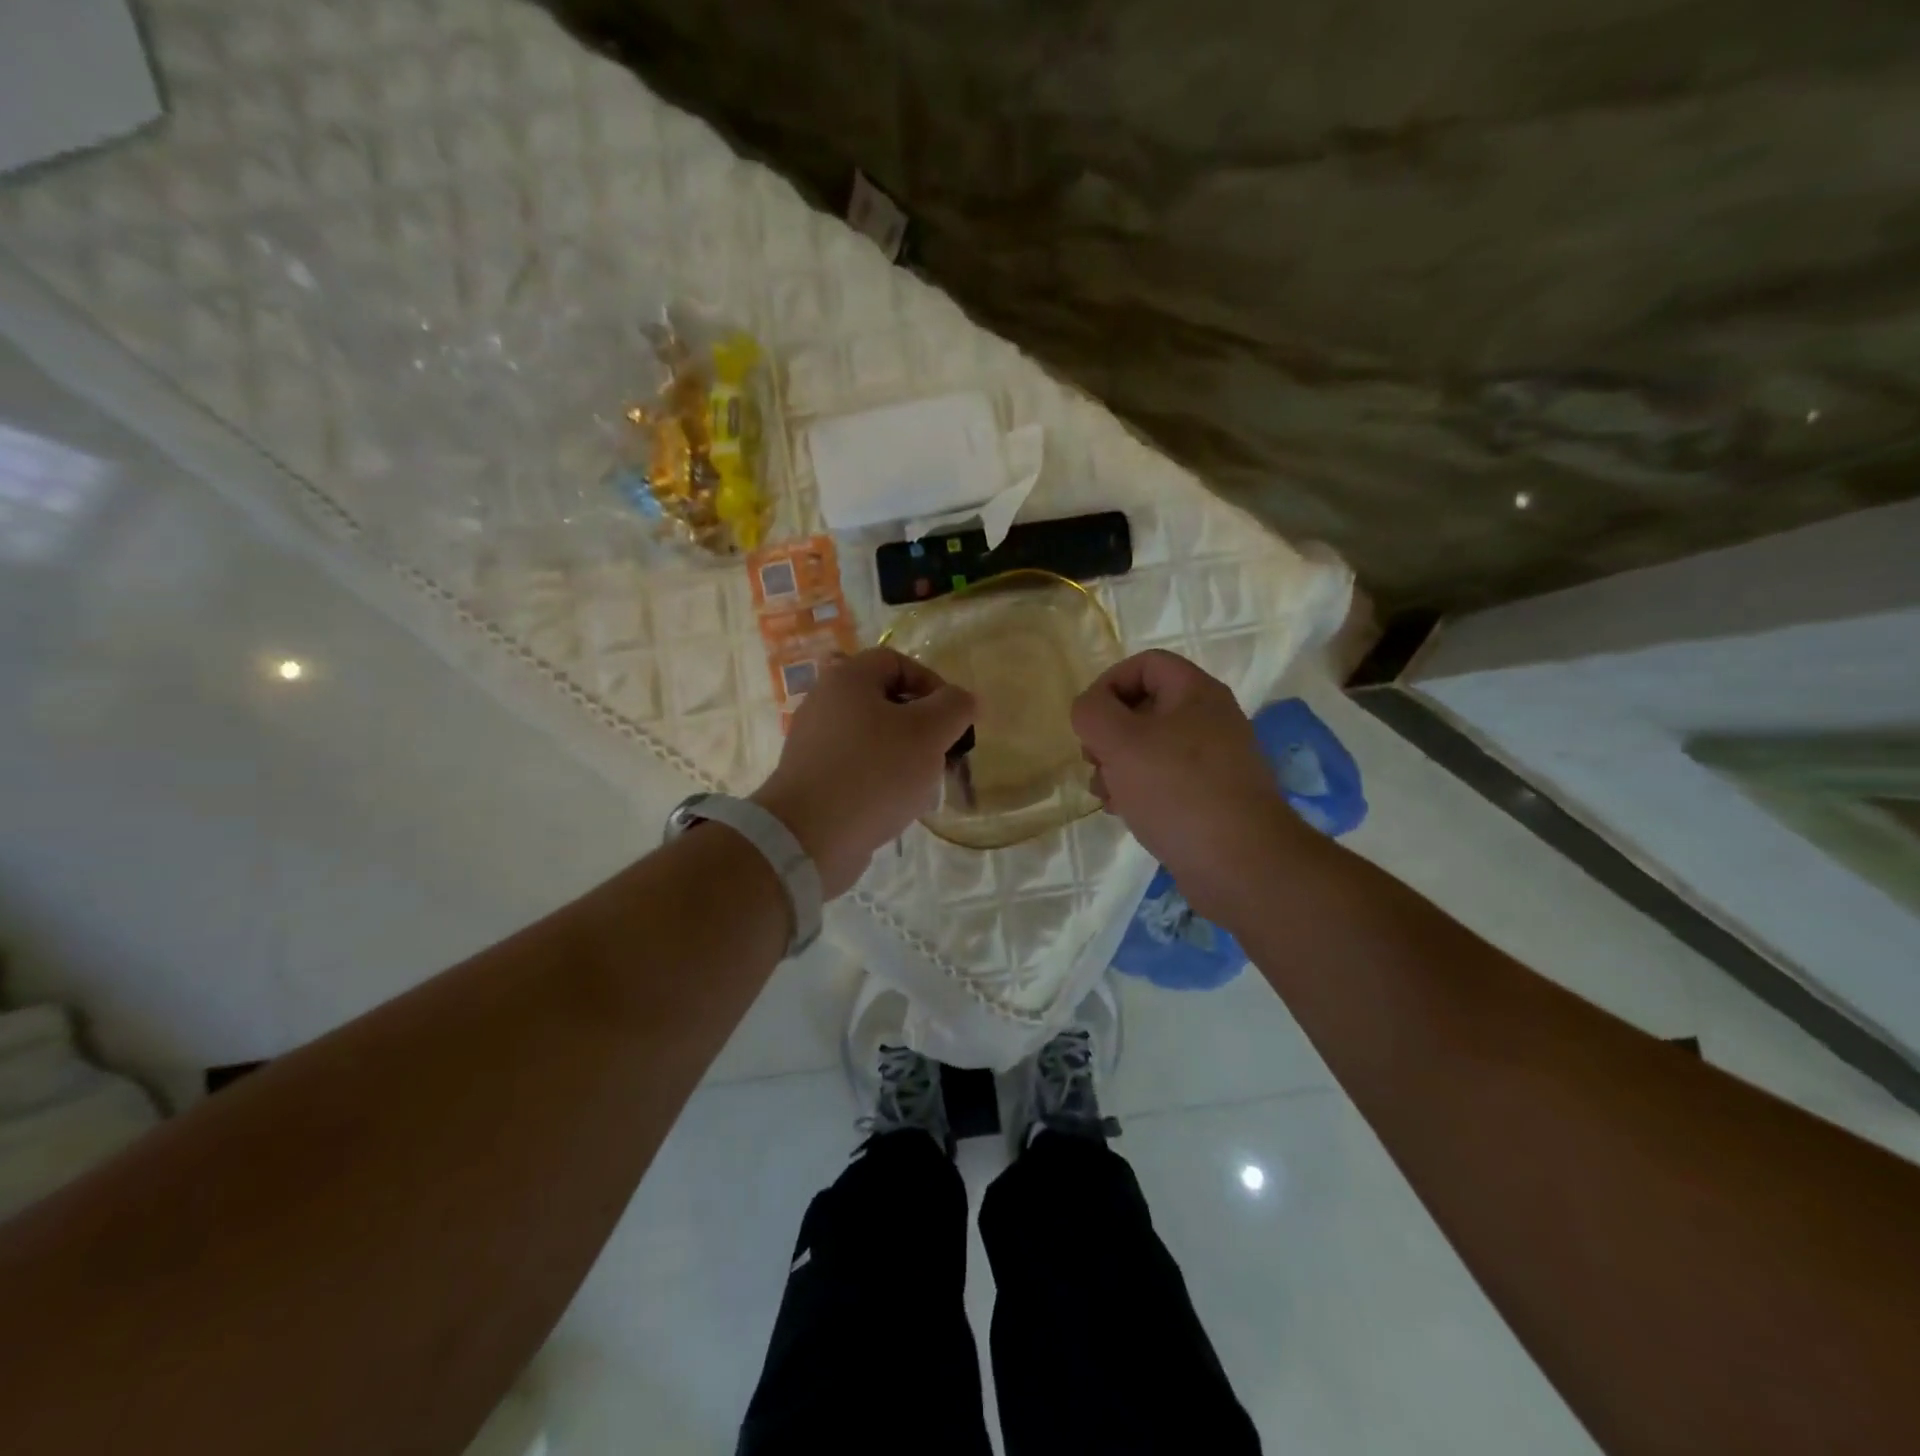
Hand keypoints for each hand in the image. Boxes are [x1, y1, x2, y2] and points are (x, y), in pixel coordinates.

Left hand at [752, 647, 975, 898]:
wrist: (810, 837)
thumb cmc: (874, 773)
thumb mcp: (928, 733)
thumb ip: (955, 707)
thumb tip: (965, 700)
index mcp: (847, 679)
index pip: (898, 662)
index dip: (933, 683)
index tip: (953, 719)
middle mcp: (825, 703)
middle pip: (886, 702)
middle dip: (923, 727)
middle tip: (943, 755)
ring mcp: (816, 743)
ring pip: (874, 738)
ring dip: (905, 757)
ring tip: (924, 786)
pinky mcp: (814, 779)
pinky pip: (857, 768)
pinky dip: (881, 780)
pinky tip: (897, 806)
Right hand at [1070, 649, 1296, 917]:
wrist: (1242, 864)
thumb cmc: (1178, 791)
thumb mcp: (1121, 742)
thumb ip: (1093, 712)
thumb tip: (1089, 709)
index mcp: (1196, 693)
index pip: (1145, 664)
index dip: (1108, 683)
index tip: (1089, 721)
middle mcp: (1209, 720)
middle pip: (1143, 707)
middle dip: (1108, 733)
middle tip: (1094, 761)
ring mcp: (1213, 761)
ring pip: (1150, 747)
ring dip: (1117, 766)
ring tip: (1106, 795)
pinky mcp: (1211, 797)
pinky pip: (1165, 780)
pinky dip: (1139, 789)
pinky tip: (1126, 813)